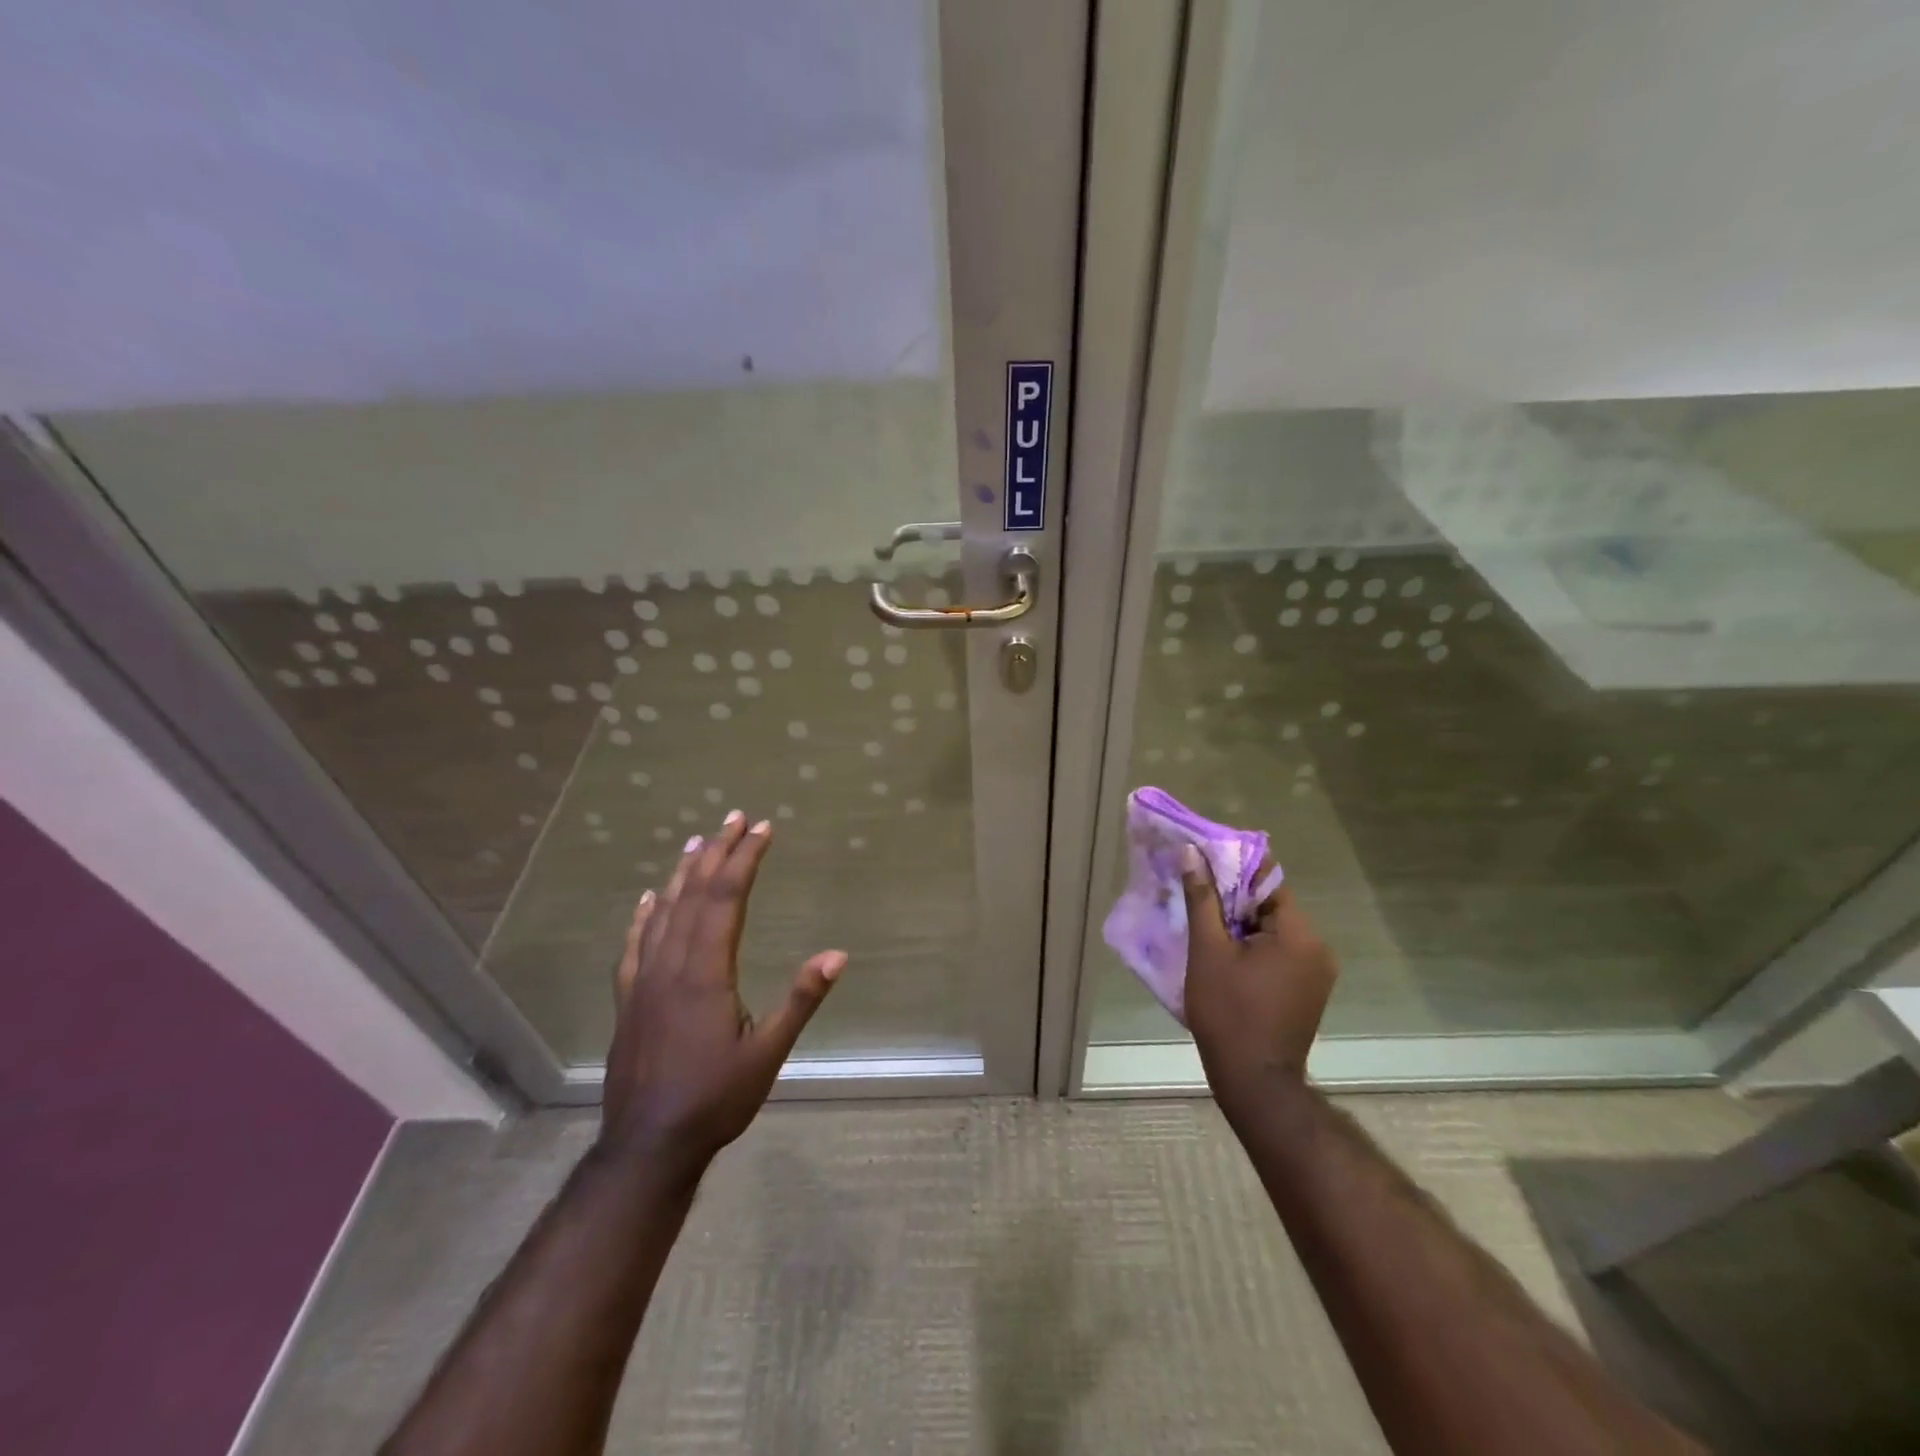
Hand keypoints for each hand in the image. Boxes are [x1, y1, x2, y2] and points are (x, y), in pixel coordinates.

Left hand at [599, 811, 846, 1183]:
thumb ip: (801, 999)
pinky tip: (649, 897)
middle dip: (718, 852)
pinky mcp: (629, 999)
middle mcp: (672, 964)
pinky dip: (644, 914)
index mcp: (706, 972)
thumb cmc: (715, 1099)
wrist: (646, 1146)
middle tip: (736, 818)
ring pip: (664, 911)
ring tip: (699, 841)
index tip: (763, 829)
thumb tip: (839, 954)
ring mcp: (645, 980)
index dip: (745, 859)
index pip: (727, 898)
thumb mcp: (768, 1052)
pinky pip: (635, 943)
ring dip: (684, 872)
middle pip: (695, 894)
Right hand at [1180, 842, 1337, 1117]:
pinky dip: (1252, 945)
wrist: (1254, 1081)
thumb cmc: (1228, 1011)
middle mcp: (1317, 947)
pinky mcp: (1307, 990)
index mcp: (1298, 933)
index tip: (1203, 860)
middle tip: (1195, 891)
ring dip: (1240, 923)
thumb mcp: (1208, 950)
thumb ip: (1203, 899)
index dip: (1233, 867)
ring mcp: (1316, 972)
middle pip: (1270, 904)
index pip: (1267, 880)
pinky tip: (1223, 952)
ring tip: (1204, 921)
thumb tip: (1192, 854)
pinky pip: (1278, 952)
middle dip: (1233, 897)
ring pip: (1273, 929)